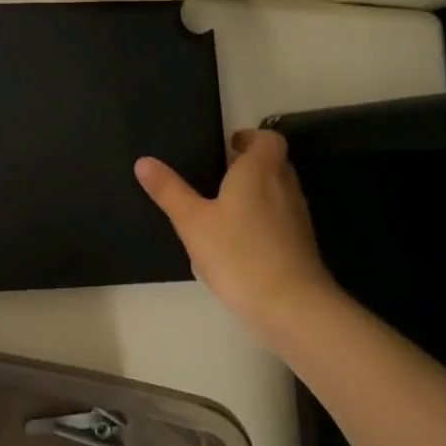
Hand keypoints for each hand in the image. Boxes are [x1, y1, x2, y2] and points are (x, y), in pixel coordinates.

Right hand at [135, 128, 335, 332]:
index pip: (268, 138)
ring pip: (279, 192)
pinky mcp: (302, 245)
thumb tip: (143, 161)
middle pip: (274, 163)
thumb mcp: (193, 221)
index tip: (228, 146)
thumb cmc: (239, 253)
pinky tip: (239, 243)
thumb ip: (169, 190)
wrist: (292, 307)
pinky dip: (264, 221)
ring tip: (224, 209)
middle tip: (219, 175)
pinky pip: (282, 220)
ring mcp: (297, 218)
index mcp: (259, 171)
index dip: (250, 138)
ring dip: (257, 193)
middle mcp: (284, 187)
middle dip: (250, 165)